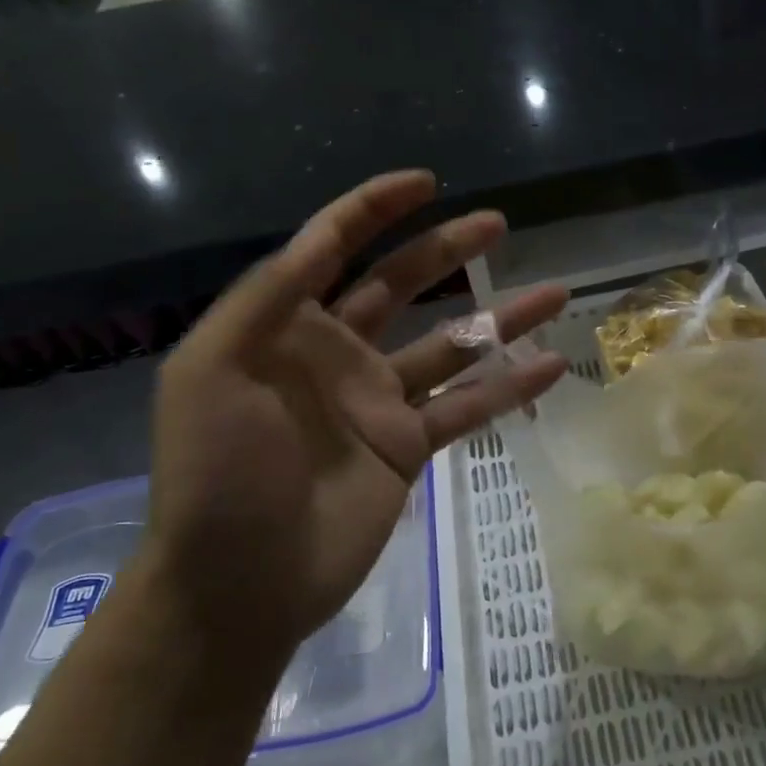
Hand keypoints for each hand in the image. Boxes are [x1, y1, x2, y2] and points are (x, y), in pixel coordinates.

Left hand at [148, 171, 566, 650]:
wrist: (238, 583)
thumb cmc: (216, 473)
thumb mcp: (211, 370)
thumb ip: (264, 299)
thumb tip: (318, 240)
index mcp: (287, 326)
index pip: (331, 247)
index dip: (374, 209)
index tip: (425, 182)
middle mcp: (339, 352)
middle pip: (403, 284)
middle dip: (448, 249)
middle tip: (498, 223)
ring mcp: (379, 400)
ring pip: (451, 344)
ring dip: (502, 318)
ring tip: (554, 291)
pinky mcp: (408, 446)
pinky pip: (468, 407)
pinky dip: (510, 387)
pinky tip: (553, 366)